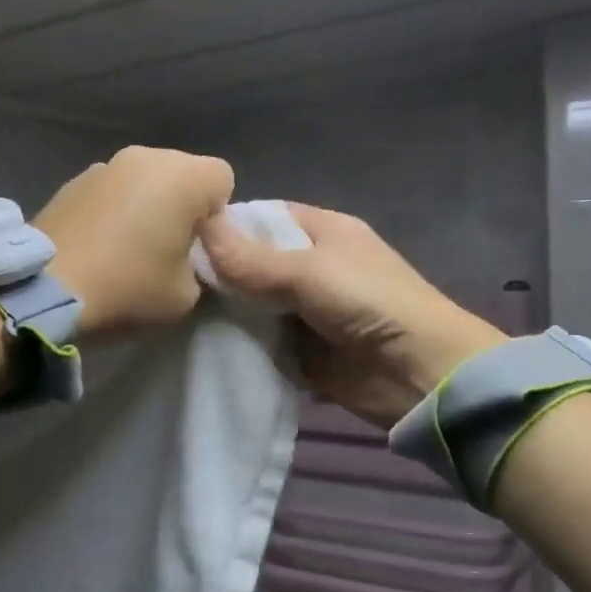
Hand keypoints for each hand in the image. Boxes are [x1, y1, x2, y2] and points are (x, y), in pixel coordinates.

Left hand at [34, 146, 234, 335]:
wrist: (45, 290)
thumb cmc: (127, 288)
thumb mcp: (186, 294)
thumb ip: (199, 265)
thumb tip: (184, 253)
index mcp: (182, 176)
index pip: (223, 178)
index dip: (217, 214)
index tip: (197, 246)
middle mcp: (145, 157)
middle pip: (182, 173)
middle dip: (181, 205)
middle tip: (164, 248)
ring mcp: (104, 165)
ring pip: (144, 180)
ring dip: (145, 205)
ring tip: (125, 247)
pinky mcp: (71, 181)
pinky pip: (111, 191)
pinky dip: (112, 210)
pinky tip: (97, 244)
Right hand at [197, 203, 504, 427]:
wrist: (419, 373)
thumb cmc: (370, 303)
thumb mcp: (308, 272)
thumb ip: (251, 259)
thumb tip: (198, 227)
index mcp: (323, 232)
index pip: (265, 218)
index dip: (227, 225)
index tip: (179, 236)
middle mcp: (314, 267)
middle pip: (255, 264)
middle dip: (219, 274)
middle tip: (170, 283)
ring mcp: (308, 311)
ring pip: (255, 306)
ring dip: (227, 314)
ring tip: (176, 316)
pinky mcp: (304, 352)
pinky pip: (263, 343)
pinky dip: (241, 346)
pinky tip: (201, 347)